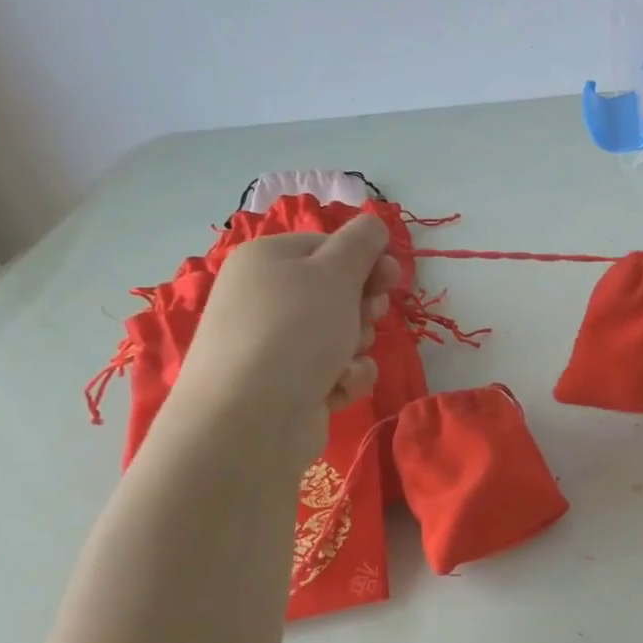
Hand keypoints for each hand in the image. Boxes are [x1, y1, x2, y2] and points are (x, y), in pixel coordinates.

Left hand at [170, 214, 399, 450]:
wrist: (252, 419)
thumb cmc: (295, 331)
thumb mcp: (335, 273)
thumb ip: (362, 242)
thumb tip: (373, 223)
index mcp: (268, 260)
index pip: (331, 246)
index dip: (366, 261)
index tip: (390, 278)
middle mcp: (267, 297)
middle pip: (339, 290)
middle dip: (363, 307)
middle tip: (363, 317)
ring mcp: (275, 344)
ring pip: (343, 332)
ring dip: (356, 345)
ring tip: (343, 361)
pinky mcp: (288, 384)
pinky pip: (335, 370)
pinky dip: (344, 378)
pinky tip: (336, 388)